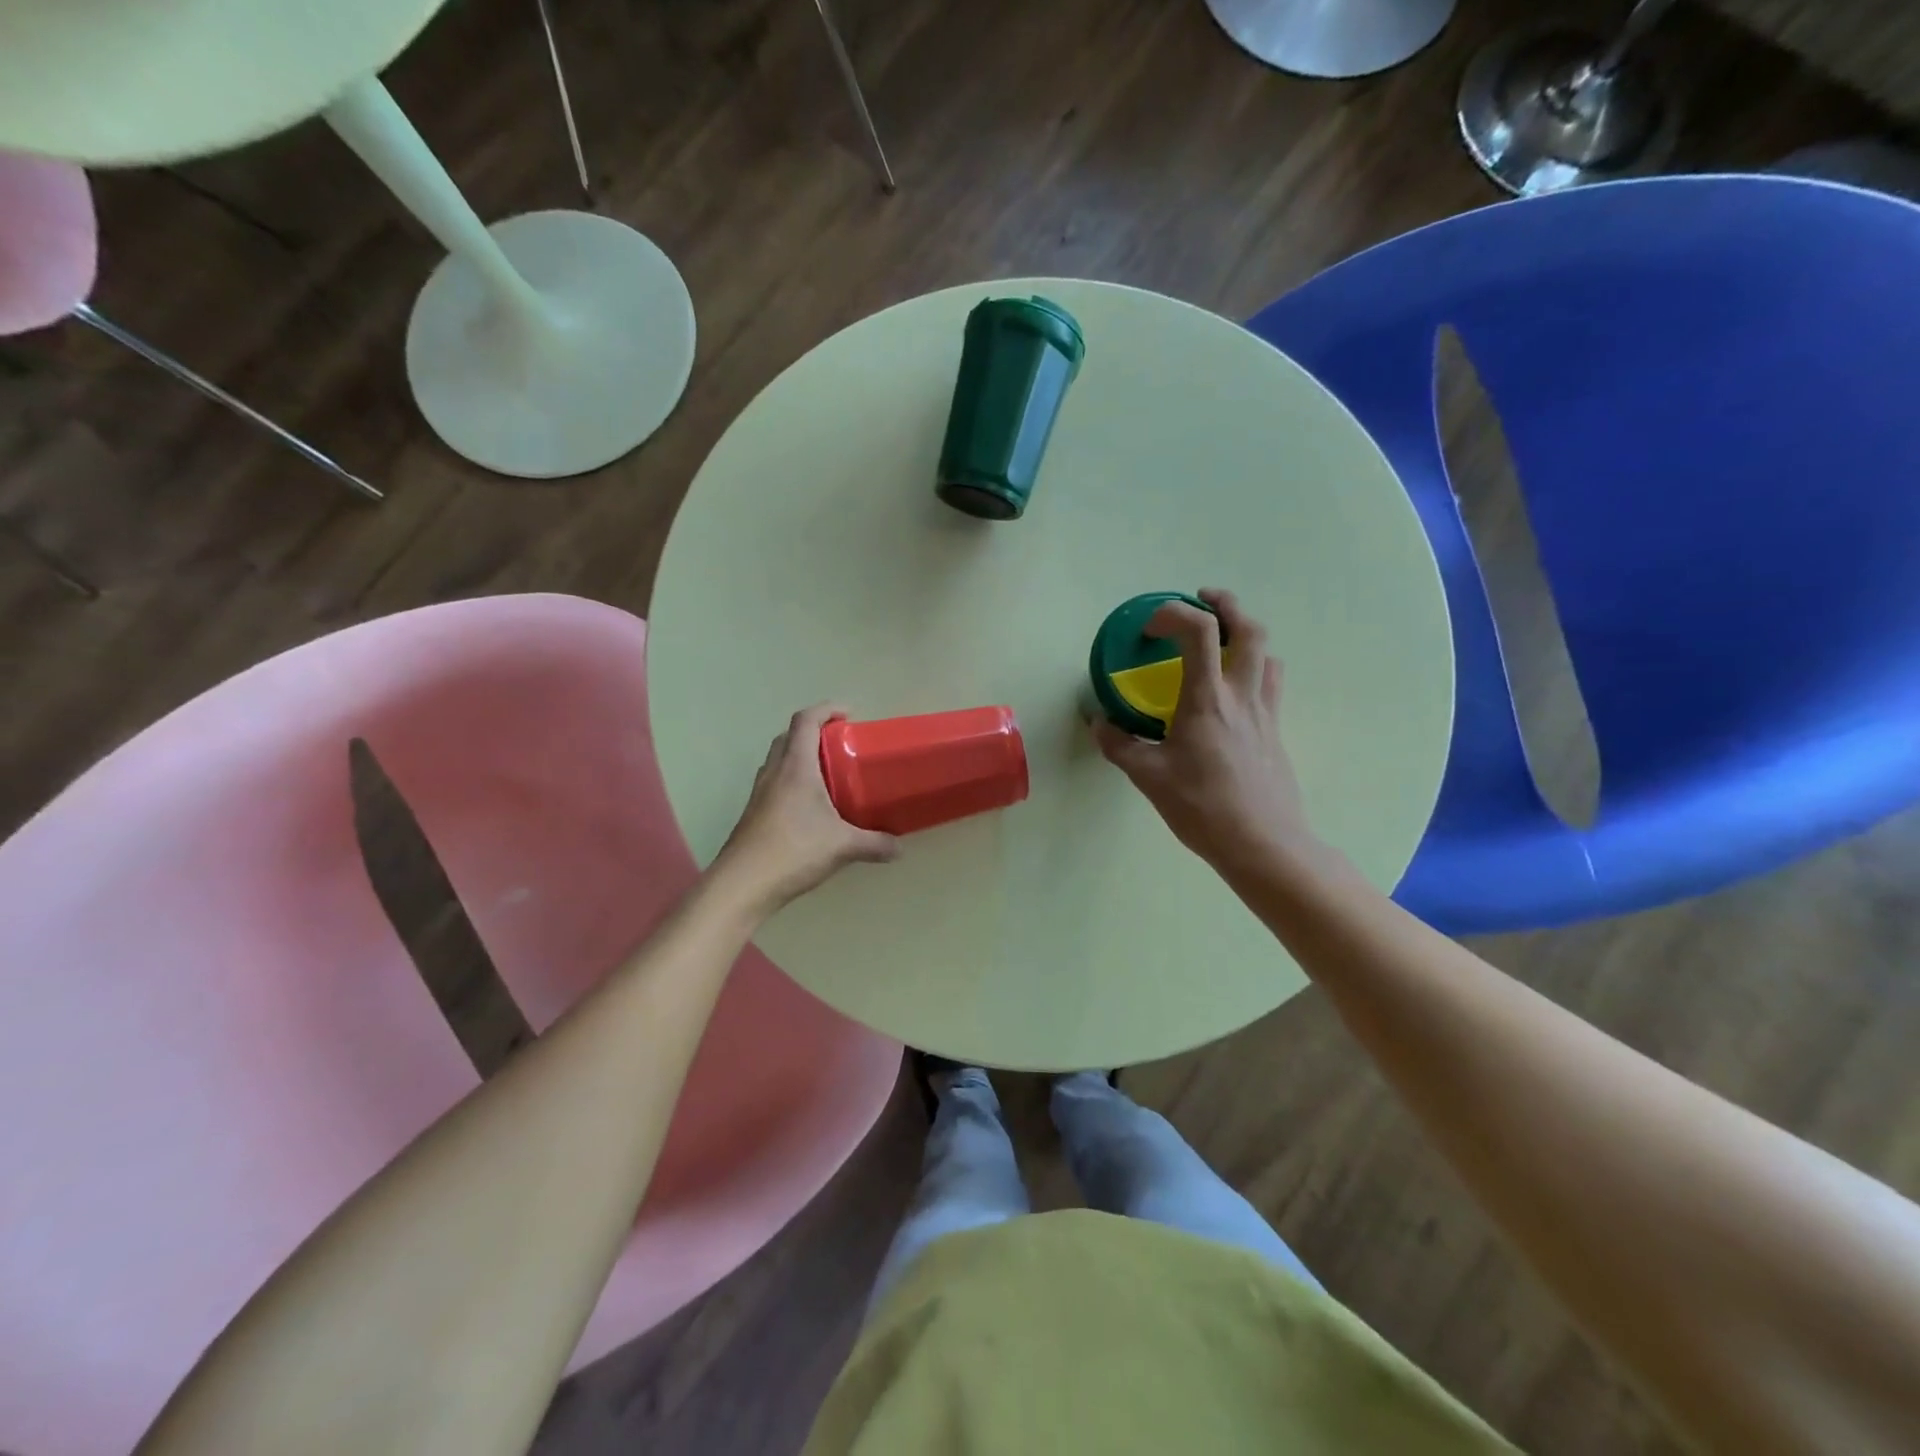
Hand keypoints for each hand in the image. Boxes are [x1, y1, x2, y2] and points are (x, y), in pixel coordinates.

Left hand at [713, 704, 899, 916]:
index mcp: (795, 767)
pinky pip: (774, 783)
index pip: (805, 721)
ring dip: (800, 757)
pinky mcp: (754, 813)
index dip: (826, 710)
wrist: (743, 884)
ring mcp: (760, 793)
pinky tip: (810, 808)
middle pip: (788, 737)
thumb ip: (875, 844)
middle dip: (813, 732)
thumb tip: (899, 848)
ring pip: (778, 760)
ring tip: (828, 774)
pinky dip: (792, 781)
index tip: (848, 715)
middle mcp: (774, 773)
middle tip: (840, 744)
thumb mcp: (843, 847)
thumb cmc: (794, 851)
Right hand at [1092, 589, 1322, 877]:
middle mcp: (1241, 695)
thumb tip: (1097, 722)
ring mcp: (1265, 712)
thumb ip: (1119, 745)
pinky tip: (1232, 691)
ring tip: (1220, 643)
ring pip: (1267, 653)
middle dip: (1225, 605)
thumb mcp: (1149, 778)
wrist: (1263, 844)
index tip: (1149, 628)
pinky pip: (1270, 683)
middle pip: (1250, 629)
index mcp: (1207, 699)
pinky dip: (1253, 668)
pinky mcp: (1275, 731)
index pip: (1200, 630)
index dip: (1173, 613)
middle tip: (1201, 602)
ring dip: (1244, 635)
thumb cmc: (1202, 808)